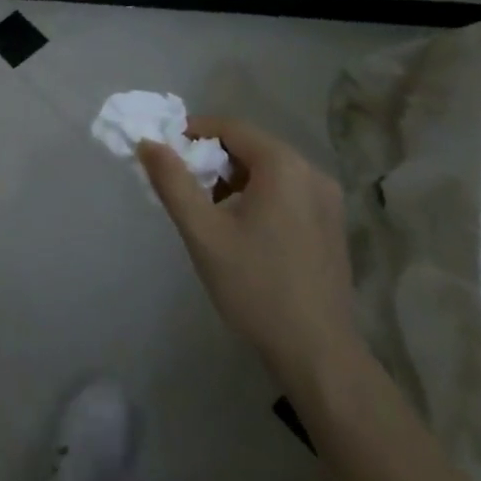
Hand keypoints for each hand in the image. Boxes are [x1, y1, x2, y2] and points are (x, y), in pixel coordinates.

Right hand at [139, 118, 362, 393]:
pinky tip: (242, 231)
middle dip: (212, 160)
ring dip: (234, 180)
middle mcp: (311, 172)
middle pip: (251, 147)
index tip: (165, 155)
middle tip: (184, 188)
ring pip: (269, 171)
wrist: (317, 353)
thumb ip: (172, 181)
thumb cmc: (255, 286)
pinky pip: (287, 192)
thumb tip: (148, 143)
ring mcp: (328, 200)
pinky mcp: (332, 224)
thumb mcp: (202, 232)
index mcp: (283, 165)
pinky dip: (258, 196)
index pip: (230, 128)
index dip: (193, 133)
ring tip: (208, 213)